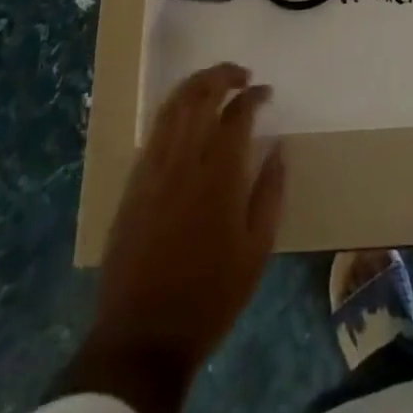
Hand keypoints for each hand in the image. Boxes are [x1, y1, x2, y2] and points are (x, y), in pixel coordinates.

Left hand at [69, 63, 285, 412]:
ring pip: (172, 106)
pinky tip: (185, 117)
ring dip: (195, 85)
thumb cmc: (210, 295)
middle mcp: (184, 160)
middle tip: (242, 75)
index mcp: (219, 174)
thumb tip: (279, 147)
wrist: (142, 338)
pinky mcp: (133, 184)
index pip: (237, 112)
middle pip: (200, 95)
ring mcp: (153, 169)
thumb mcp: (257, 249)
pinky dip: (173, 111)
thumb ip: (271, 191)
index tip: (266, 93)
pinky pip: (154, 130)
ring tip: (215, 83)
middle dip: (222, 75)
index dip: (254, 95)